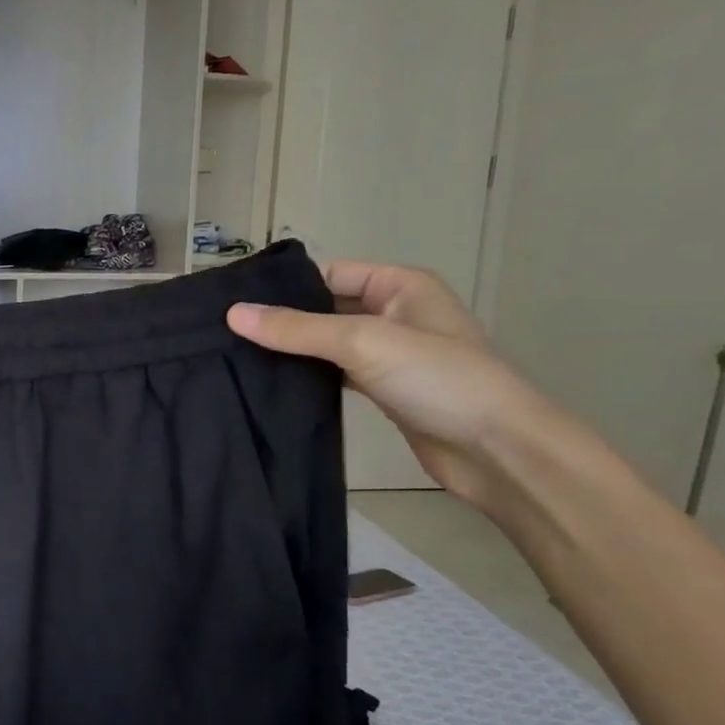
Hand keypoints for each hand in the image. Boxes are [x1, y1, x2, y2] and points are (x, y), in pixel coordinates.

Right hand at [226, 261, 554, 505]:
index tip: (233, 302)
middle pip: (325, 307)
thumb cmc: (438, 379)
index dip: (284, 286)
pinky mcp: (384, 388)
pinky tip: (272, 382)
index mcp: (400, 285)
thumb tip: (232, 314)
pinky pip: (335, 371)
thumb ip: (296, 329)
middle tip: (226, 332)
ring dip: (292, 349)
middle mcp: (395, 312)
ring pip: (327, 342)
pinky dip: (308, 375)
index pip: (328, 274)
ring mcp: (390, 353)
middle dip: (282, 319)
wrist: (498, 451)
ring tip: (237, 355)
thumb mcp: (363, 342)